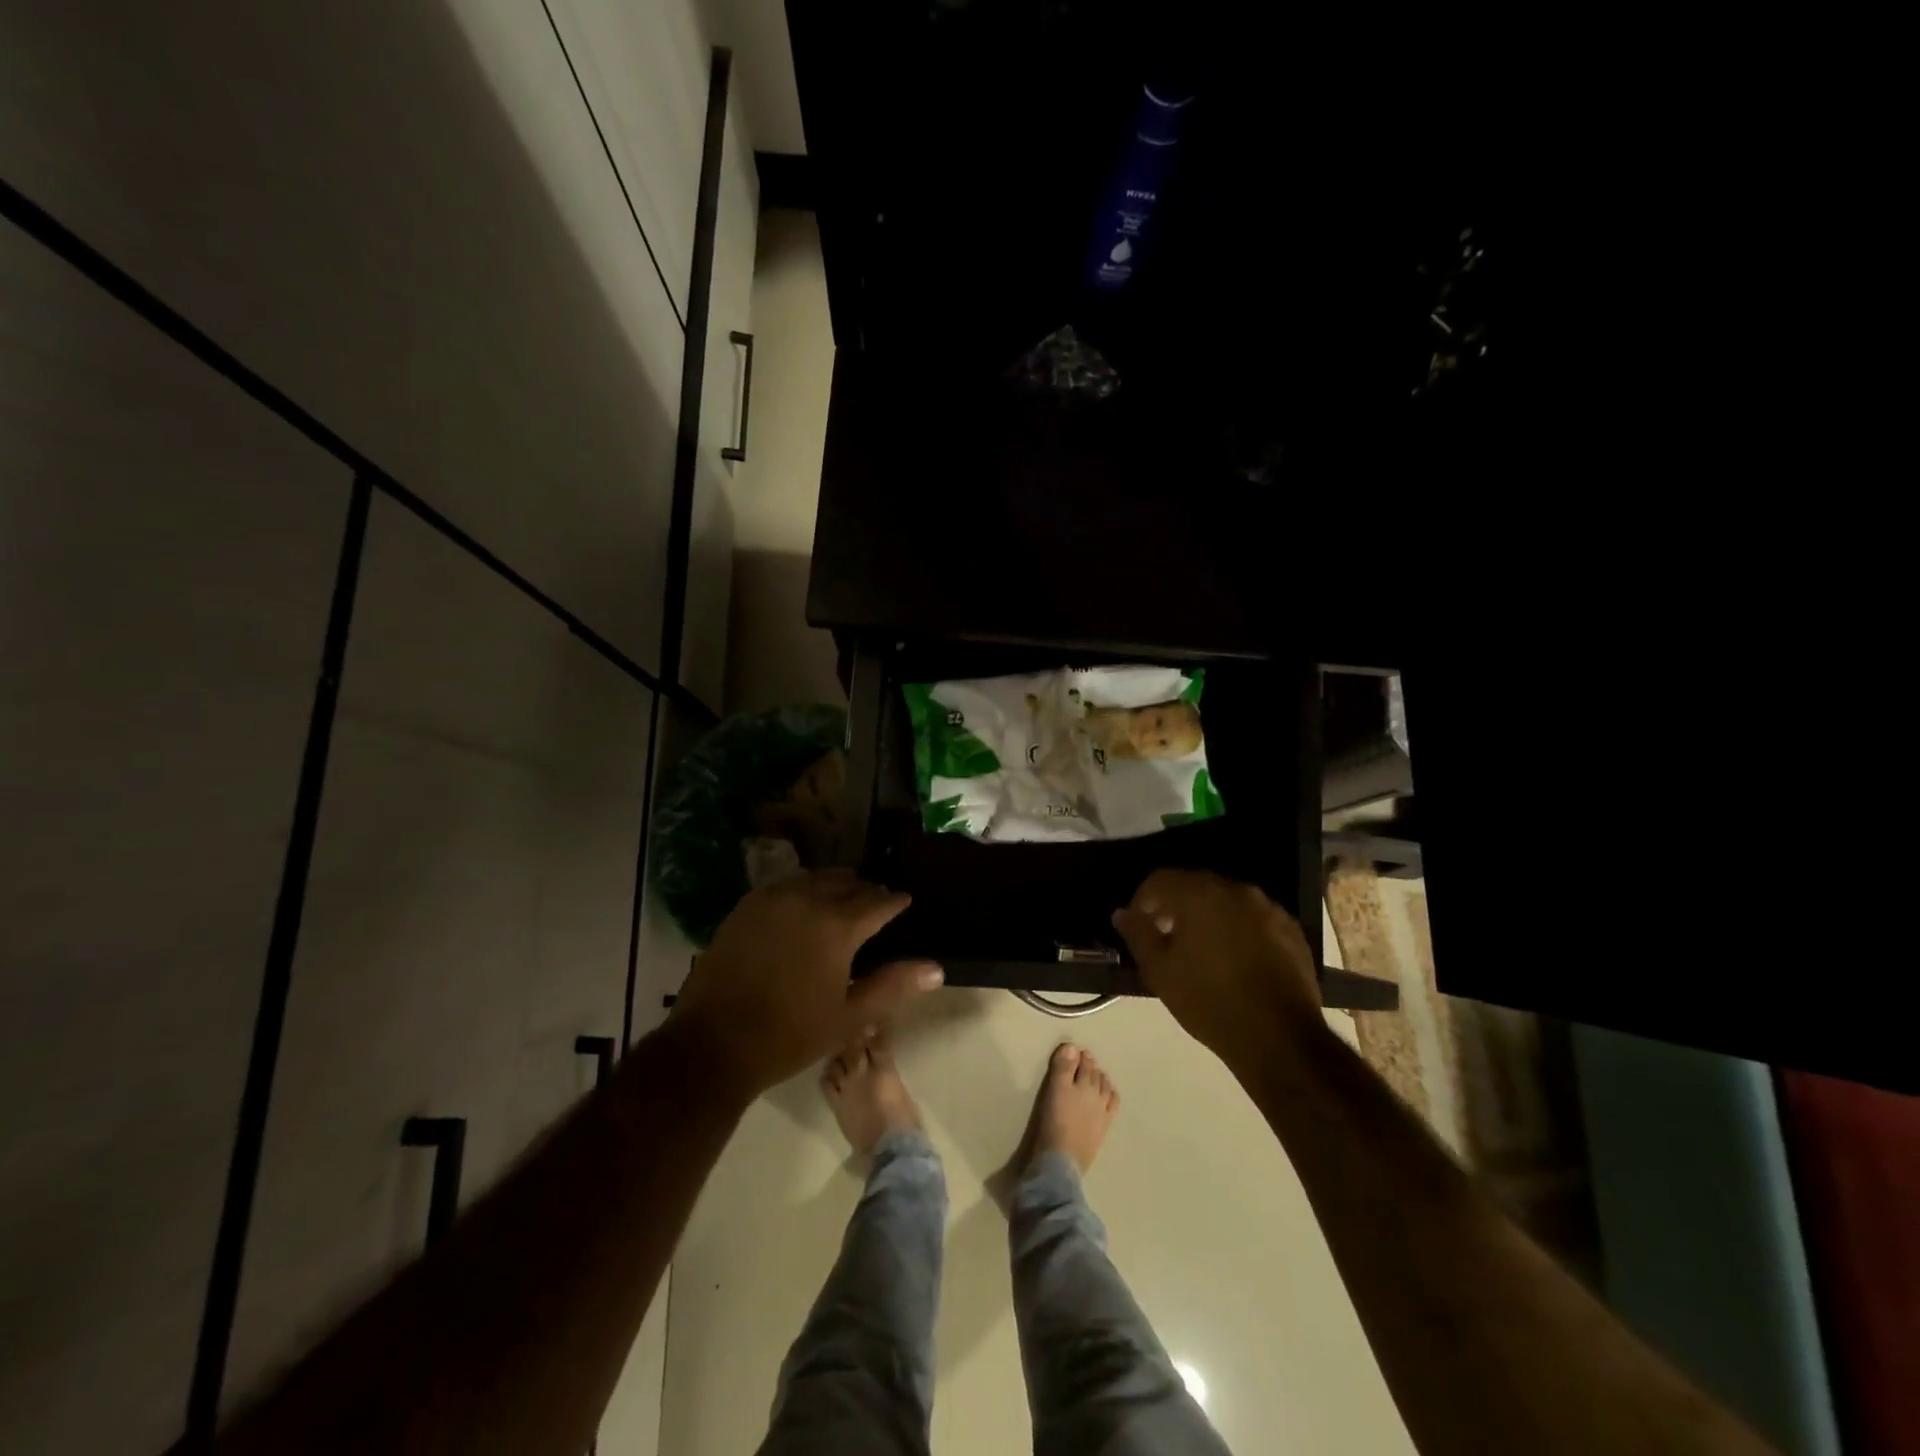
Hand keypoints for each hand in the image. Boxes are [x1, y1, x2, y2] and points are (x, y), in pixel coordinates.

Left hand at [668, 871, 942, 1096]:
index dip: (895, 902)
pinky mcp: (747, 906)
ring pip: (815, 878)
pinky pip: (785, 884)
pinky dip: (803, 888)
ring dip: (834, 885)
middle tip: (875, 904)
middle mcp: (808, 900)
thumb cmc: (789, 1035)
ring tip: (843, 899)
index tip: (904, 903)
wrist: (713, 1043)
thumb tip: (936, 968)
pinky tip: (804, 904)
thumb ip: (893, 986)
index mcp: (838, 926)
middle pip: (847, 883)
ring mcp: (773, 899)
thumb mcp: (848, 1017)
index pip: (878, 902)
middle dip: (866, 891)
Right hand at [1111, 869, 1320, 1064]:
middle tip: (1165, 936)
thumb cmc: (1208, 1001)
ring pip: (1226, 900)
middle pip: (1195, 885)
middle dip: (1175, 905)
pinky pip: (1253, 917)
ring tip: (1200, 949)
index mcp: (1199, 894)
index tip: (1138, 925)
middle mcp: (1235, 890)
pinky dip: (1237, 927)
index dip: (1142, 900)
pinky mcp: (1291, 930)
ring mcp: (1268, 908)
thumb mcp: (1160, 971)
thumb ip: (1138, 934)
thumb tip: (1122, 914)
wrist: (1279, 1037)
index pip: (1160, 880)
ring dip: (1207, 915)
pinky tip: (1234, 958)